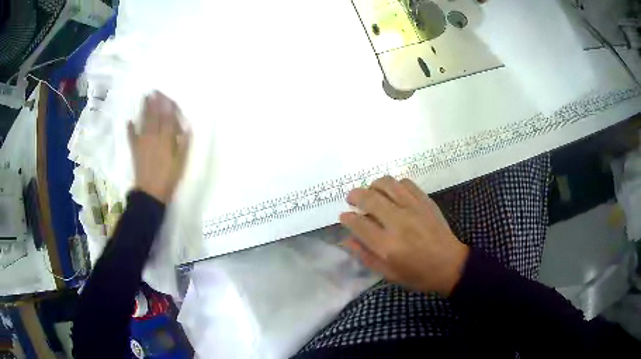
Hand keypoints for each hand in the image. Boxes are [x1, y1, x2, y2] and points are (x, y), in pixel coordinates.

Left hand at [128, 91, 190, 203]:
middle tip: (155, 90)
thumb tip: (186, 127)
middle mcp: (154, 136)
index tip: (169, 95)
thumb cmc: (169, 178)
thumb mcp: (181, 162)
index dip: (169, 106)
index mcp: (167, 139)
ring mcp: (143, 142)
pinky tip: (129, 121)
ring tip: (145, 98)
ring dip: (144, 109)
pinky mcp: (135, 150)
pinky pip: (131, 136)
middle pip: (155, 116)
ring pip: (144, 122)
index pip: (169, 118)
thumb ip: (184, 144)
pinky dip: (130, 128)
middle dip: (156, 103)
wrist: (151, 193)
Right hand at [340, 176, 468, 296]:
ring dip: (373, 185)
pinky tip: (392, 193)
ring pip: (387, 184)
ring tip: (370, 192)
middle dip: (354, 195)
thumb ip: (365, 255)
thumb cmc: (417, 274)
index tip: (344, 216)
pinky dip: (394, 184)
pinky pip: (405, 183)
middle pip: (369, 198)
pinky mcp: (425, 201)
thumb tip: (346, 239)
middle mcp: (398, 222)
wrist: (450, 265)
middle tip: (351, 199)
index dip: (347, 218)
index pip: (358, 223)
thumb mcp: (388, 274)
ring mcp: (413, 208)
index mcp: (387, 245)